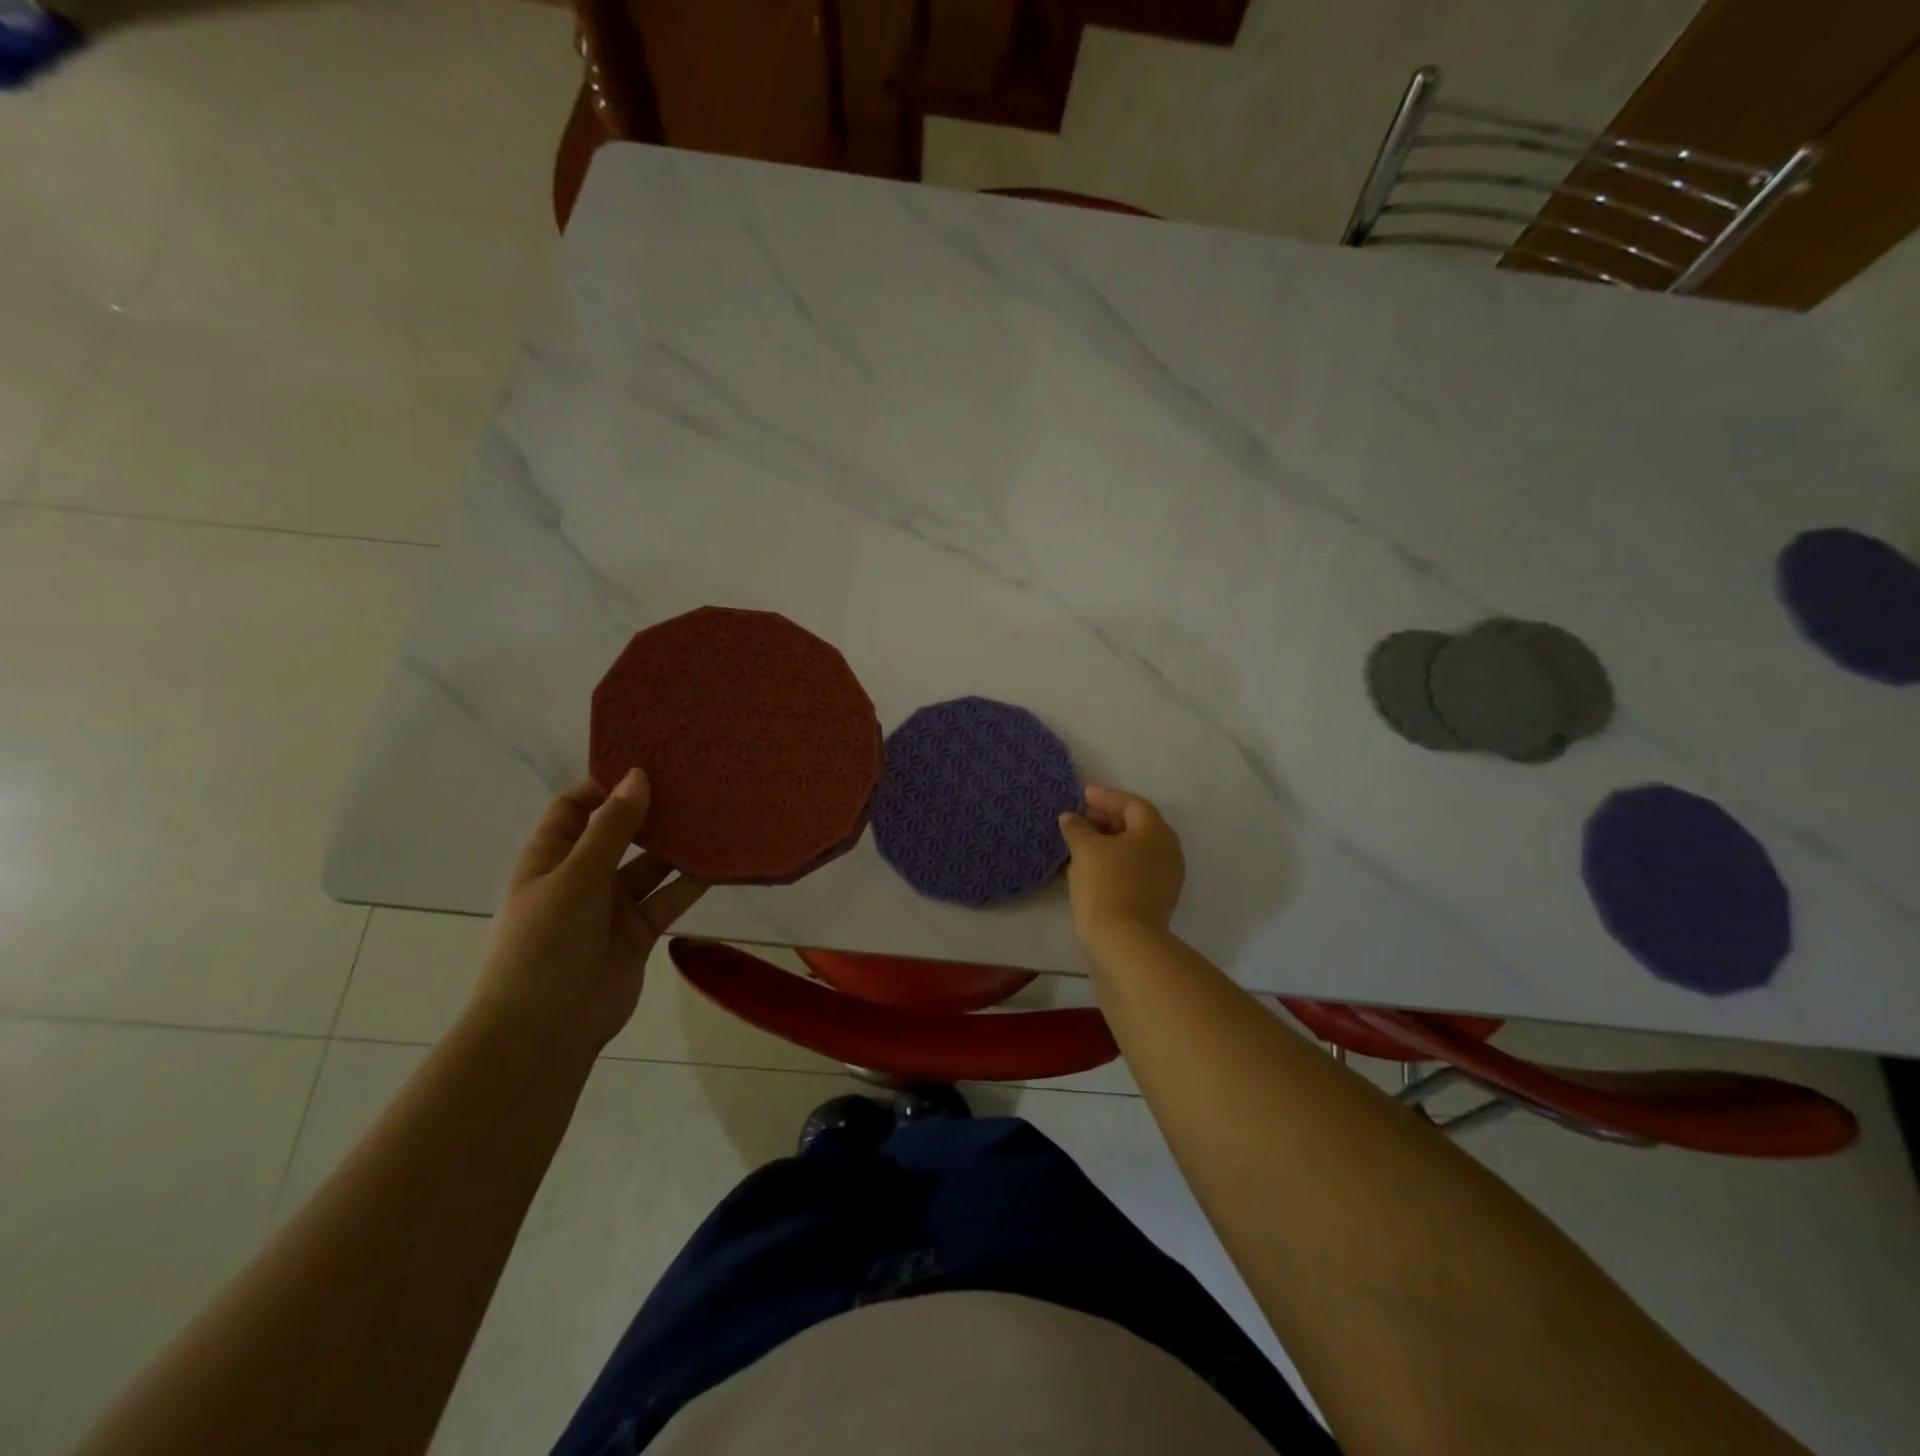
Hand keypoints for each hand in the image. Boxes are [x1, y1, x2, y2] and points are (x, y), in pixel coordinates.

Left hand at [468, 770, 706, 1054]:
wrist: (545, 1031)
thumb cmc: (545, 943)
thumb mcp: (575, 876)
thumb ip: (611, 828)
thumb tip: (638, 776)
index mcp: (549, 858)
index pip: (574, 807)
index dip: (605, 785)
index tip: (648, 764)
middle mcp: (581, 876)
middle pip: (618, 833)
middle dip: (650, 811)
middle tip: (693, 783)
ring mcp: (612, 906)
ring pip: (650, 865)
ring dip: (676, 846)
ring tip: (714, 815)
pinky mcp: (640, 932)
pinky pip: (669, 897)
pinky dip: (691, 882)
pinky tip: (720, 861)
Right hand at [1058, 785, 1184, 946]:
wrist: (1125, 943)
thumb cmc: (1106, 885)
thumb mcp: (1085, 850)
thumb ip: (1077, 828)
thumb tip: (1071, 818)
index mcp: (1156, 832)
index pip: (1132, 804)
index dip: (1106, 797)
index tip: (1083, 795)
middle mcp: (1168, 851)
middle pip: (1137, 825)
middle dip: (1108, 819)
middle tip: (1081, 819)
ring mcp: (1166, 878)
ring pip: (1136, 850)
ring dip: (1110, 842)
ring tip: (1082, 843)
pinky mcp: (1157, 900)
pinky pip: (1135, 870)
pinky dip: (1115, 862)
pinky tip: (1092, 868)